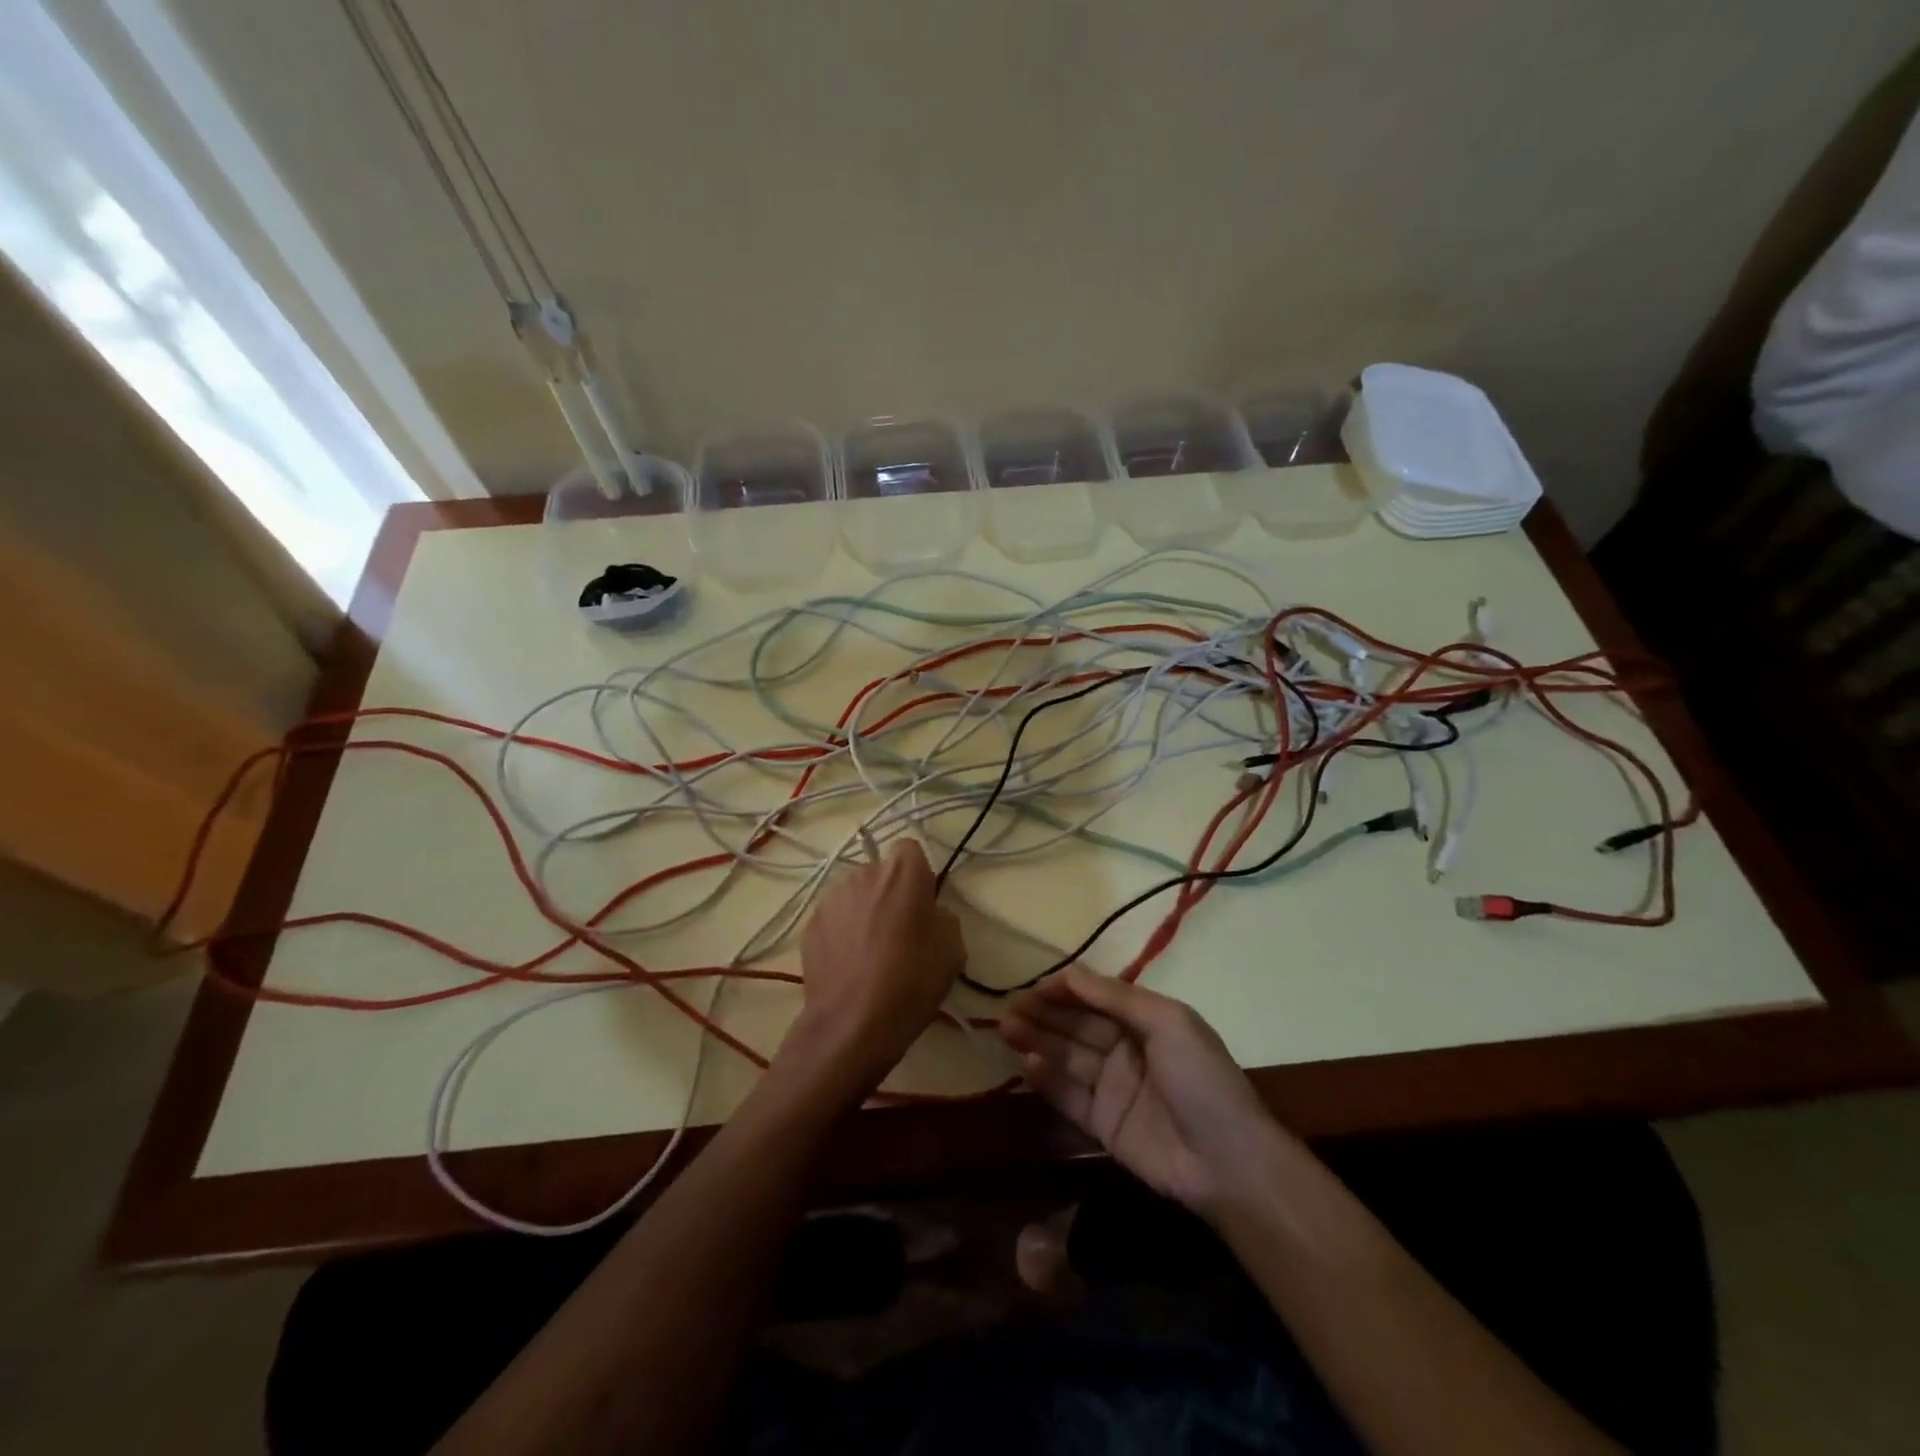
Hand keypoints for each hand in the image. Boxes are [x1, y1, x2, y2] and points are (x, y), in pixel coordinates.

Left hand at [781, 840, 966, 1096]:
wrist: (853, 1023)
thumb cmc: (912, 981)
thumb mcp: (953, 949)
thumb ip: (942, 917)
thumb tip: (928, 914)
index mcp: (902, 872)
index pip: (910, 849)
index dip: (918, 873)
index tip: (923, 902)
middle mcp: (863, 873)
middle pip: (881, 872)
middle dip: (890, 892)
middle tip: (900, 931)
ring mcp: (831, 898)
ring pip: (856, 894)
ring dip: (865, 911)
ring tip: (871, 952)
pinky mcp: (810, 925)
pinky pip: (835, 918)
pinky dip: (843, 932)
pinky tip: (850, 965)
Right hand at [1001, 966, 1288, 1217]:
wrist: (1227, 1163)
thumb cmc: (1201, 1079)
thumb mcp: (1168, 1023)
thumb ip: (1116, 998)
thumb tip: (1071, 973)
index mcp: (1145, 1021)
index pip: (1096, 997)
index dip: (1065, 990)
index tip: (1033, 987)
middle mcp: (1126, 1050)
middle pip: (1077, 1026)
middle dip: (1044, 1014)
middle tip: (1008, 1009)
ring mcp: (1113, 1088)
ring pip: (1067, 1057)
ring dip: (1038, 1042)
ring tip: (1006, 1030)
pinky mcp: (1103, 1125)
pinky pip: (1069, 1096)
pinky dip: (1048, 1080)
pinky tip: (1028, 1065)